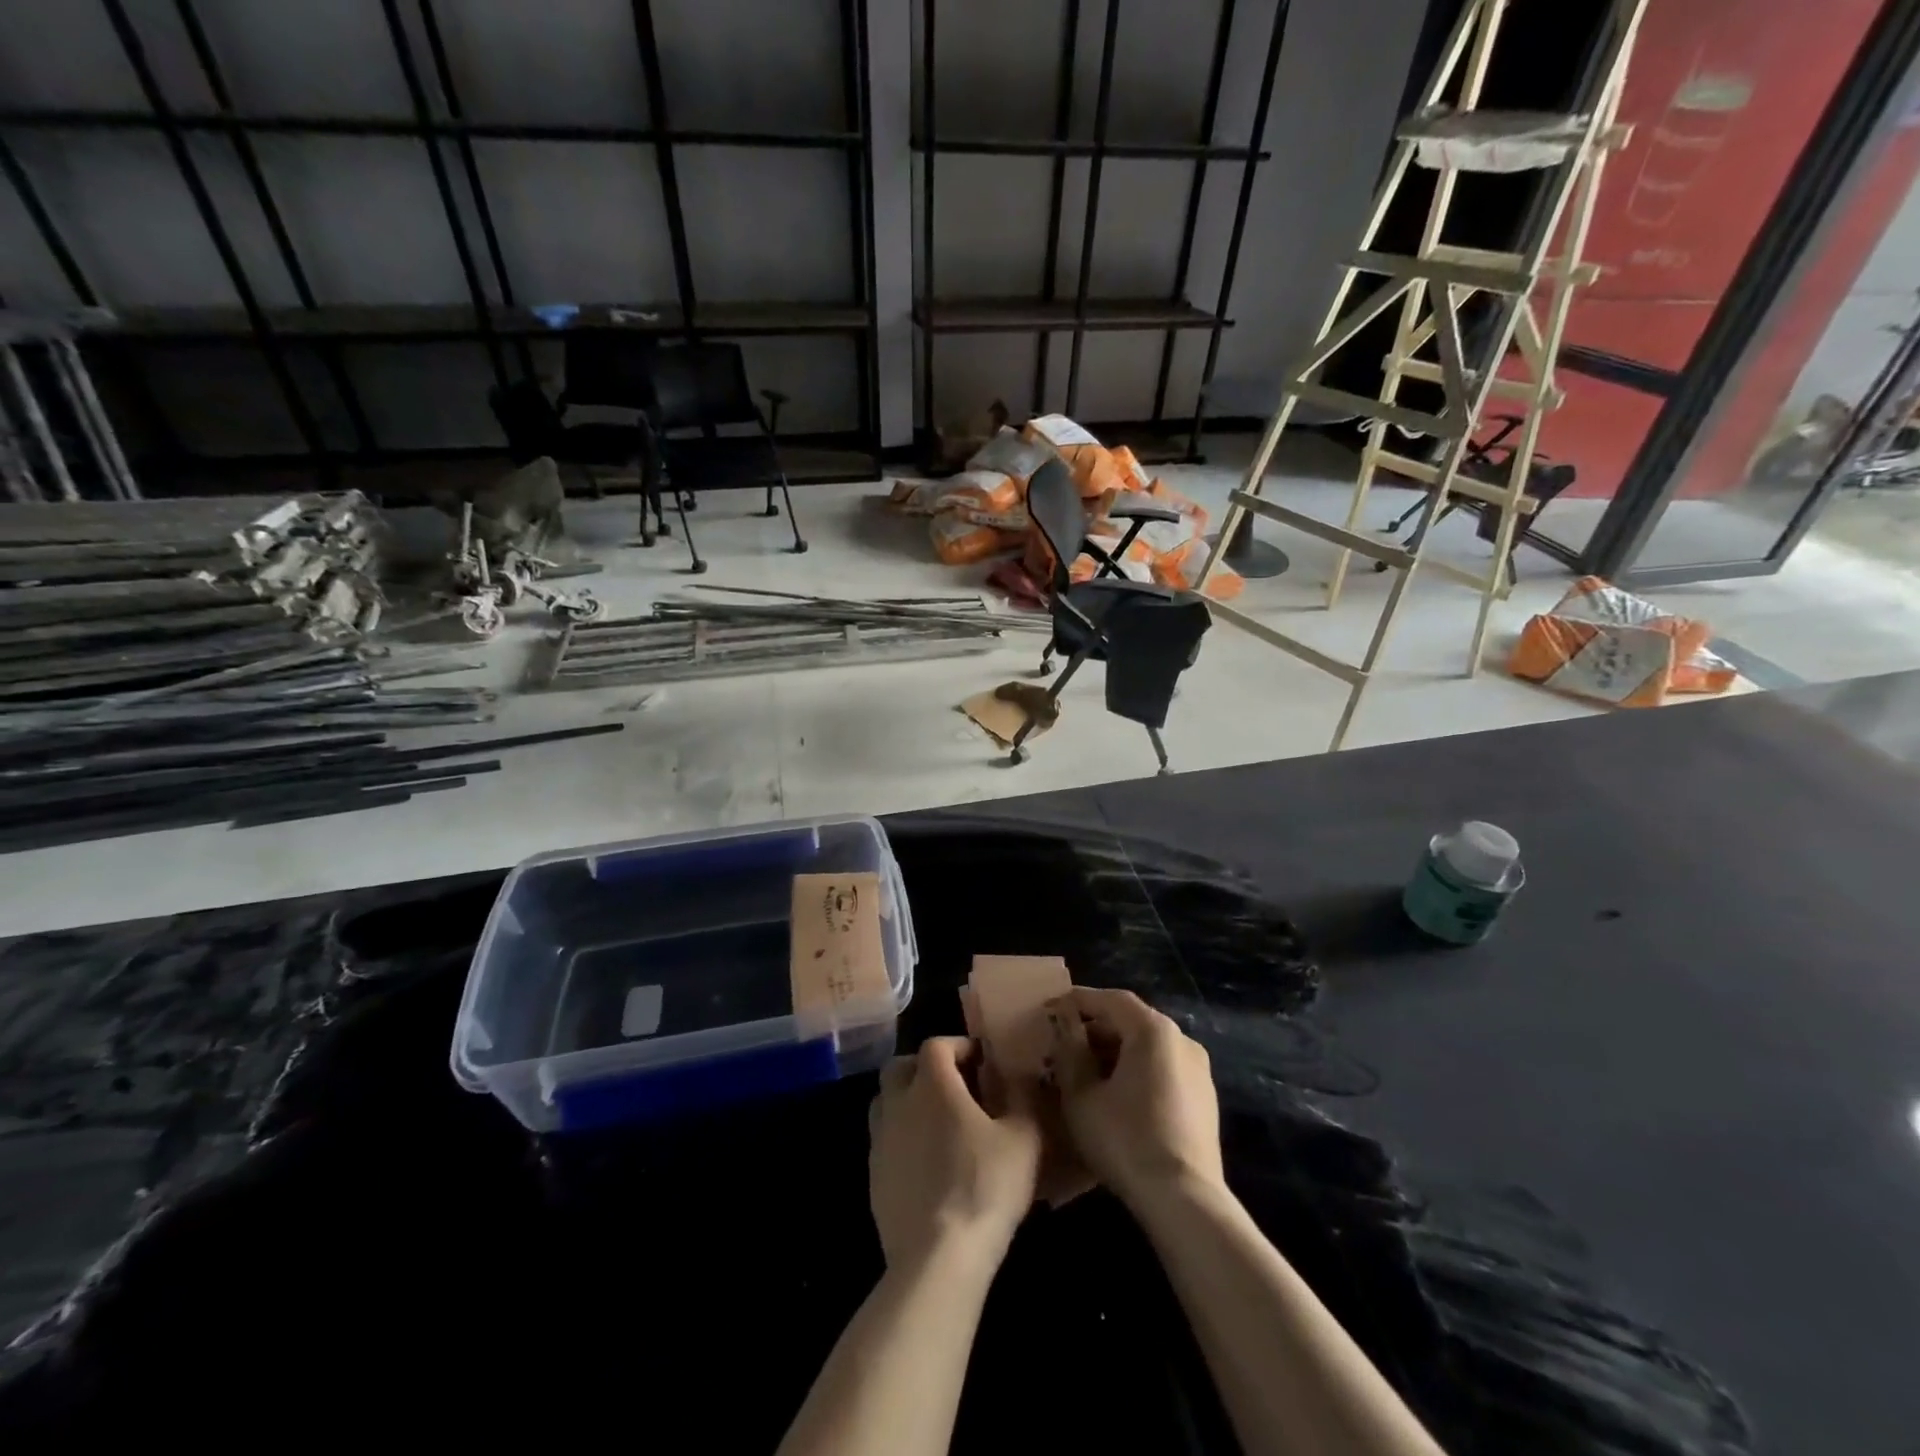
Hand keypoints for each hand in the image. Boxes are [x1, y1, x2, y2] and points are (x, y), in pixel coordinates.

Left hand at [868, 1037, 1043, 1272]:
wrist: (937, 1257)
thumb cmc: (984, 1186)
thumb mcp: (1023, 1138)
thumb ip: (1023, 1097)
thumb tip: (1022, 1076)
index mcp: (931, 1084)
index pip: (936, 1044)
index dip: (959, 1046)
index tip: (982, 1061)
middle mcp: (898, 1103)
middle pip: (900, 1067)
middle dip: (925, 1068)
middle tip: (955, 1086)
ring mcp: (880, 1141)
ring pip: (887, 1103)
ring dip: (909, 1102)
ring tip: (940, 1123)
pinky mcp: (873, 1177)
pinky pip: (885, 1141)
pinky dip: (903, 1139)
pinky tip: (928, 1163)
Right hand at [1047, 987, 1223, 1206]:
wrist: (1184, 1201)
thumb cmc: (1125, 1139)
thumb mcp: (1081, 1095)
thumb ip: (1070, 1053)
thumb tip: (1066, 1029)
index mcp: (1153, 1030)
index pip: (1111, 1000)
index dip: (1078, 1001)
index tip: (1051, 1008)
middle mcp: (1182, 1040)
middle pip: (1132, 1021)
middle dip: (1096, 1029)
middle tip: (1064, 1045)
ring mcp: (1199, 1070)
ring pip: (1148, 1047)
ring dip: (1116, 1052)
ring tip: (1086, 1072)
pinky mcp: (1206, 1100)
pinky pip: (1163, 1070)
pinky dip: (1137, 1072)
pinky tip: (1117, 1097)